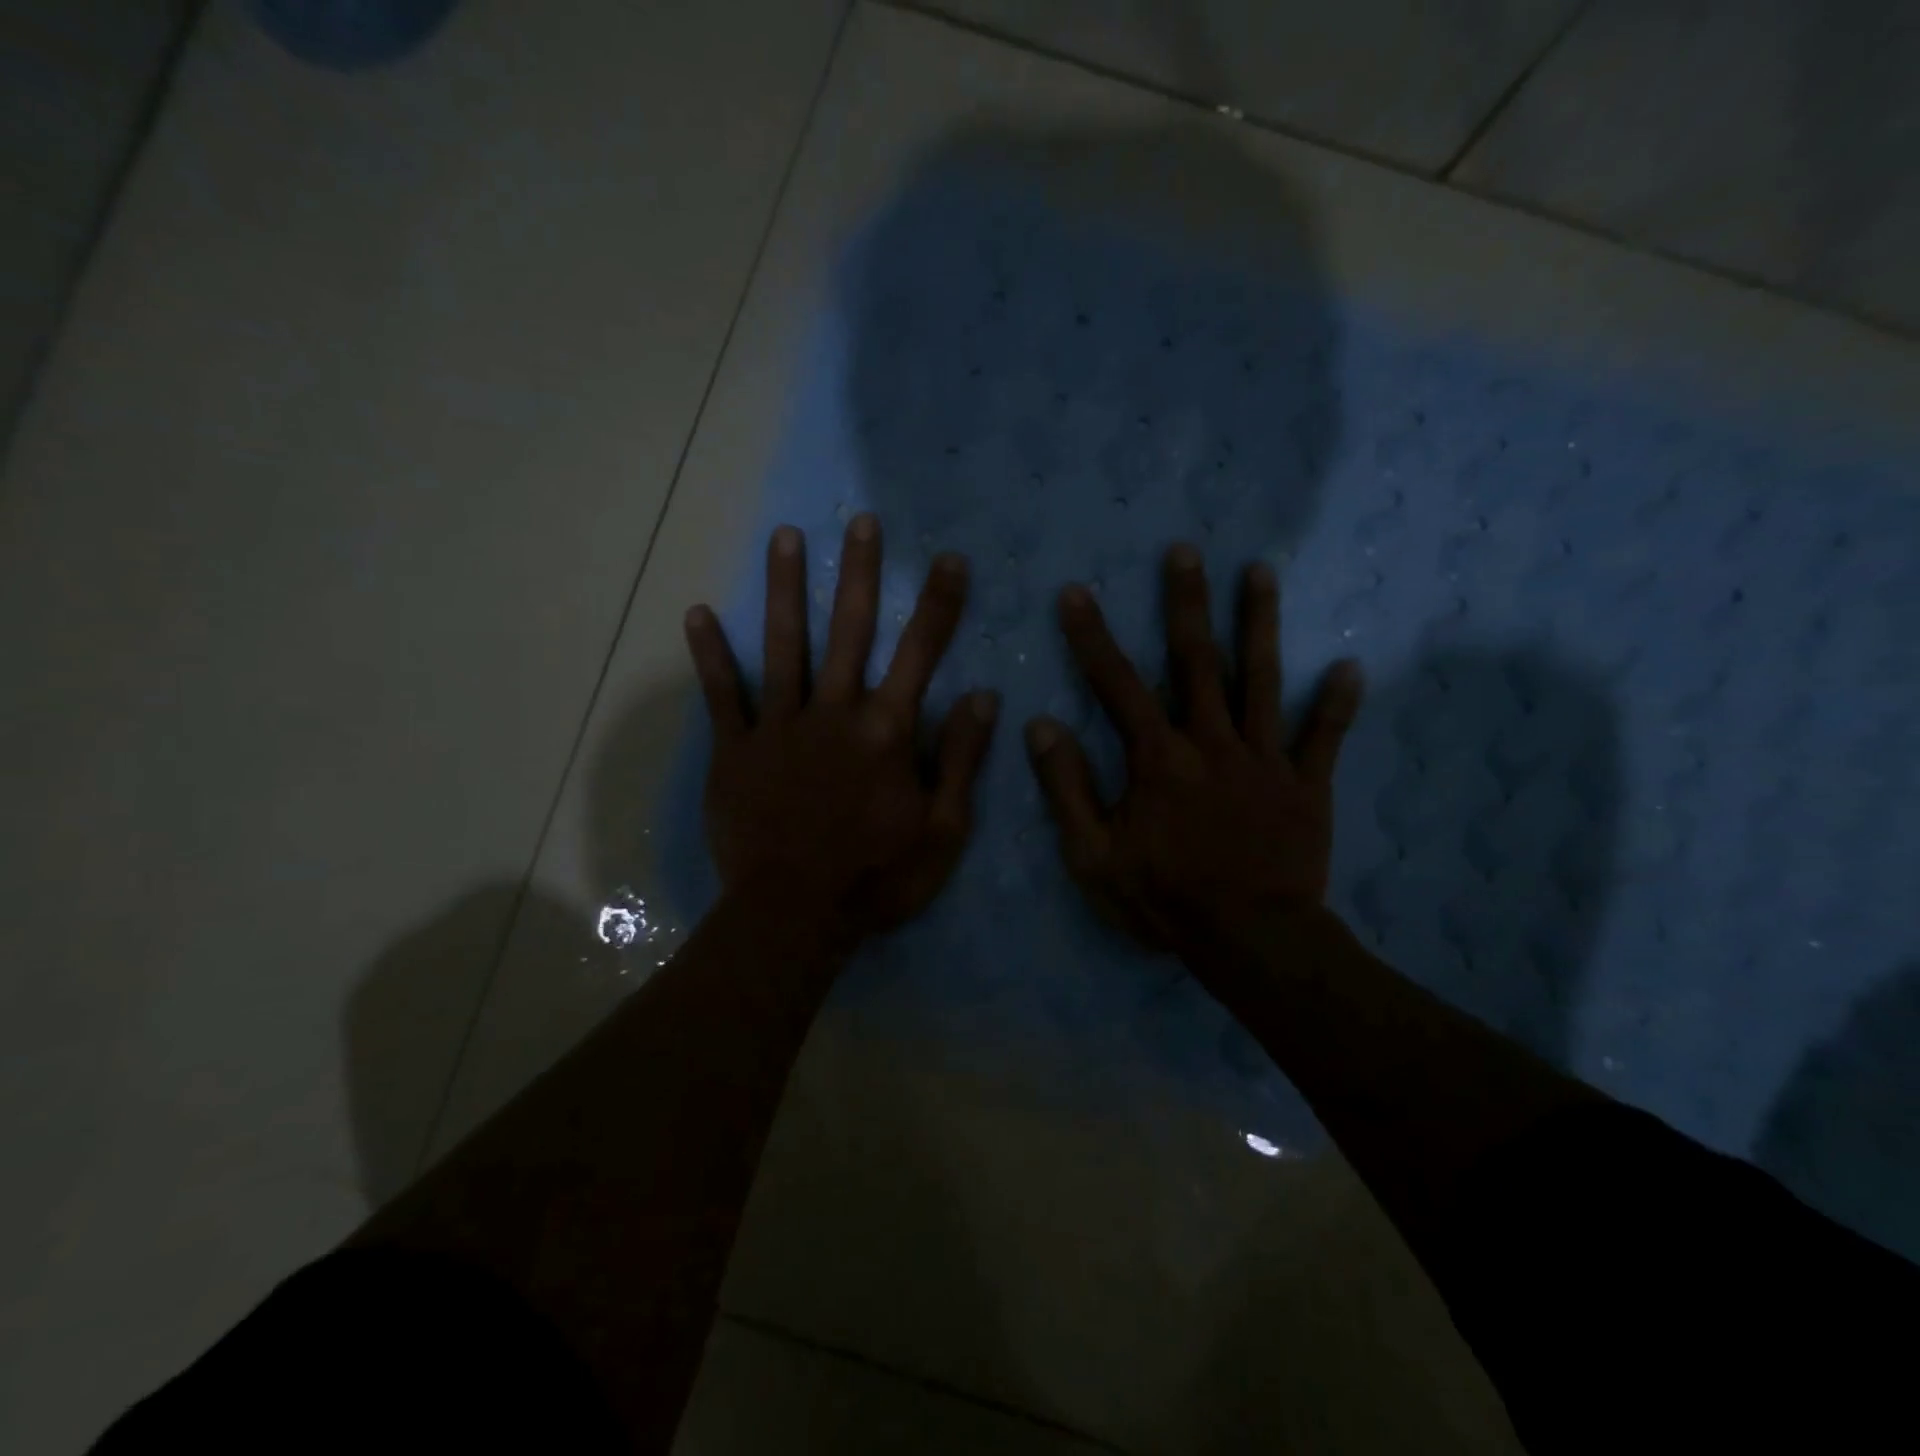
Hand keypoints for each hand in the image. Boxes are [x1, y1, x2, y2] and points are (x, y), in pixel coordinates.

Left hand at [683, 515, 998, 941]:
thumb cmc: (878, 878)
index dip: (939, 604)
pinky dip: (711, 655)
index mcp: (887, 731)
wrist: (795, 915)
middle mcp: (835, 712)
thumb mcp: (943, 830)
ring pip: (784, 645)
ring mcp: (780, 727)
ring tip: (785, 537)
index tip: (949, 559)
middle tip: (861, 521)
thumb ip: (962, 760)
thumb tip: (983, 697)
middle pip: (850, 630)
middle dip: (860, 573)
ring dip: (786, 589)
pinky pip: (723, 695)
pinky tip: (700, 613)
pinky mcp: (736, 750)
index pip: (921, 653)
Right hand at [1026, 543, 1362, 951]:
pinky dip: (1336, 704)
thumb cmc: (1164, 898)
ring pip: (1262, 679)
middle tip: (1185, 551)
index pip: (1117, 685)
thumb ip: (1066, 788)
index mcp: (1158, 758)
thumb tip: (1040, 726)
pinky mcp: (1306, 785)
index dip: (1091, 638)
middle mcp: (1211, 742)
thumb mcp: (1093, 855)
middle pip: (1197, 661)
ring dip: (1260, 623)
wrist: (1250, 941)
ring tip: (1260, 572)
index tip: (1075, 594)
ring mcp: (1264, 759)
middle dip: (1186, 602)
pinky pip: (1322, 738)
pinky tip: (1347, 667)